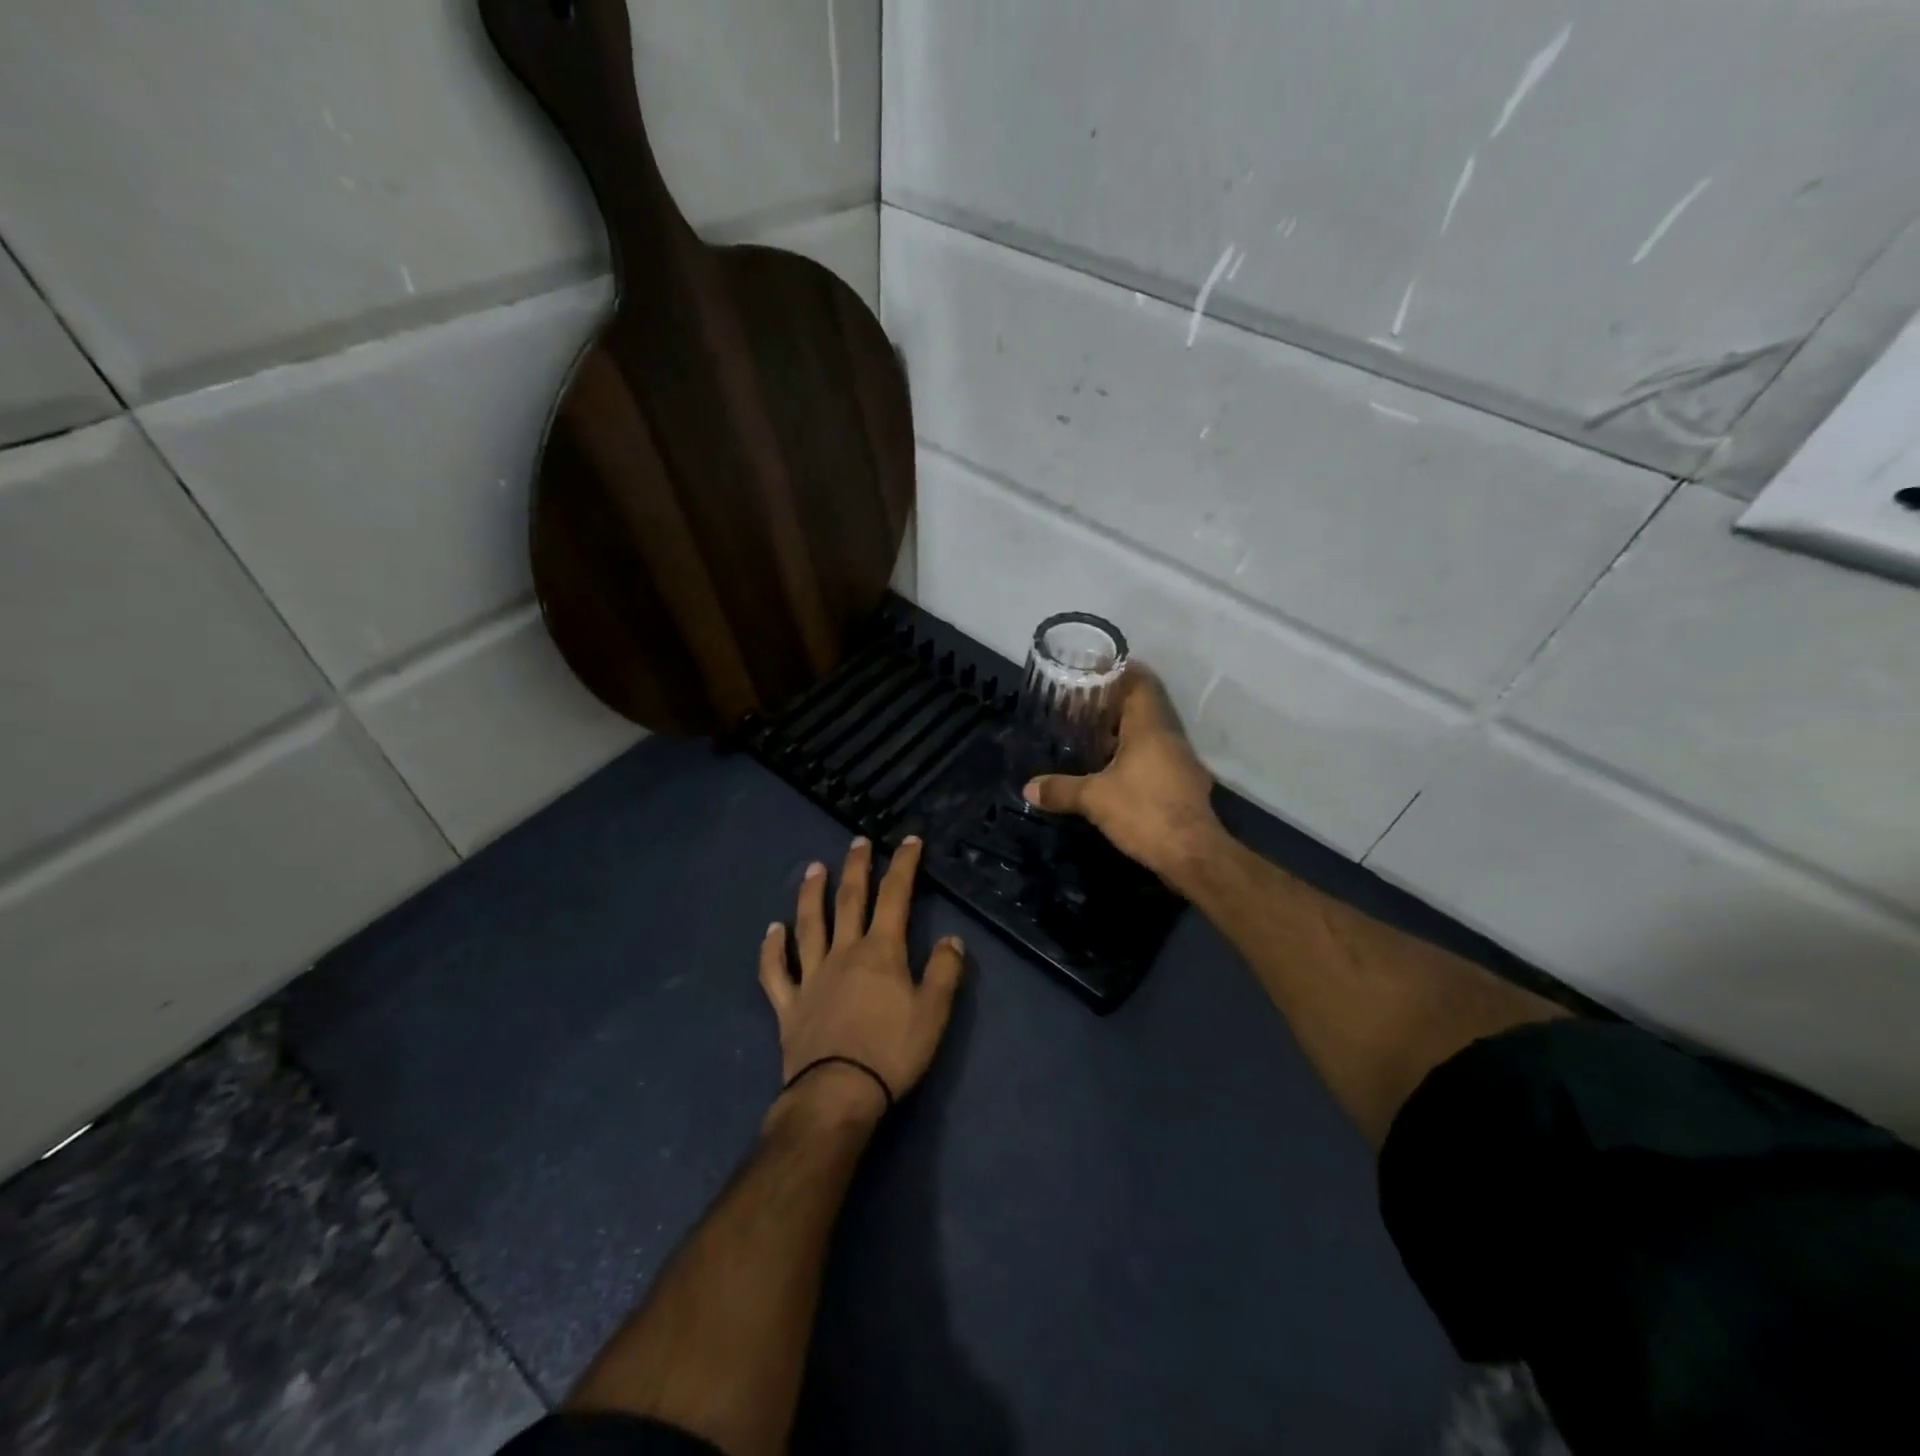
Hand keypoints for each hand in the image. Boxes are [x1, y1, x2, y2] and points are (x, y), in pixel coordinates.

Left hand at [760, 836, 965, 1123]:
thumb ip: (944, 972)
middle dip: (857, 868)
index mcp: (880, 952)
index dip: (903, 865)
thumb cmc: (891, 1053)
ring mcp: (811, 976)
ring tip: (813, 869)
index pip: (895, 897)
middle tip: (858, 840)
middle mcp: (843, 953)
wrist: (837, 1094)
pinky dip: (772, 949)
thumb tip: (951, 938)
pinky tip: (772, 930)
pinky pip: (776, 971)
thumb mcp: (933, 1013)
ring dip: (811, 895)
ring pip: (809, 925)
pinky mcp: (789, 1004)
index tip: (909, 840)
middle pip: (849, 900)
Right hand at [1023, 665, 1226, 896]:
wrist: (1193, 855)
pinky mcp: (1184, 785)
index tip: (1094, 671)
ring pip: (1150, 735)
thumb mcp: (1094, 799)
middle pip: (1144, 707)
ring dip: (1123, 733)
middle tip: (1082, 706)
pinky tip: (1113, 773)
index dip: (1119, 672)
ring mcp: (1181, 762)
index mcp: (1150, 727)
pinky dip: (1134, 757)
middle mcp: (1169, 737)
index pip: (1140, 682)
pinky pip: (1156, 759)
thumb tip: (1028, 788)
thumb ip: (1061, 789)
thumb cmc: (1144, 812)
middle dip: (1114, 704)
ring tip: (1091, 737)